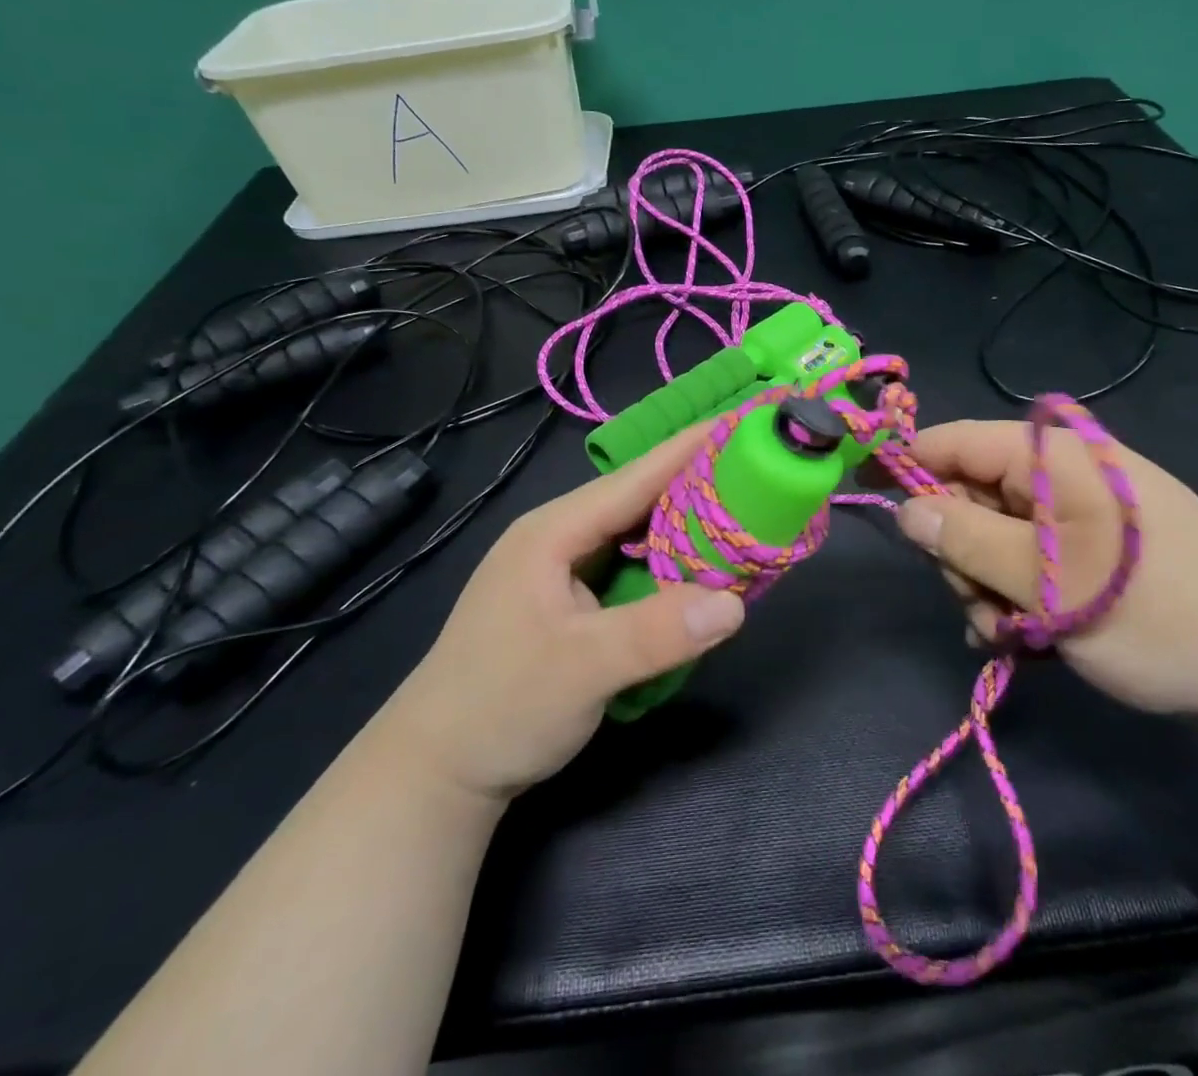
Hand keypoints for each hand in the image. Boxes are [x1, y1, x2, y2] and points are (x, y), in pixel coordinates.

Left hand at [380, 427, 744, 803]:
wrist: (436, 773)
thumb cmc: (499, 707)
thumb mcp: (580, 669)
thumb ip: (656, 633)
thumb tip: (736, 603)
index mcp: (554, 532)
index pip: (636, 477)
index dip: (691, 448)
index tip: (743, 423)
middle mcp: (561, 538)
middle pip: (641, 499)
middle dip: (699, 483)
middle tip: (761, 472)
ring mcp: (565, 569)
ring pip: (639, 533)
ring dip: (689, 526)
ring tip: (746, 513)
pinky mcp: (574, 601)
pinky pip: (634, 566)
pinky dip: (671, 564)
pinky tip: (703, 570)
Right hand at [895, 419, 1197, 718]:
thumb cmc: (1153, 615)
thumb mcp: (1045, 582)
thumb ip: (966, 541)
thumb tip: (906, 510)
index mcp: (1055, 456)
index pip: (956, 441)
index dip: (907, 466)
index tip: (866, 496)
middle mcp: (1065, 473)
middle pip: (972, 495)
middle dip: (960, 554)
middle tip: (979, 608)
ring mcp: (1082, 512)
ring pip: (997, 536)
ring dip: (988, 587)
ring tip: (1013, 636)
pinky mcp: (1096, 548)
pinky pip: (1031, 559)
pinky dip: (1019, 597)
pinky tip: (1031, 639)